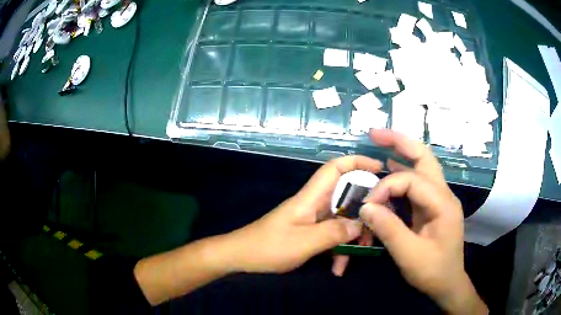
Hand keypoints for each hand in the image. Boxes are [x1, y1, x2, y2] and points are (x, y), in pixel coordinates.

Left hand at [226, 156, 381, 273]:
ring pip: (341, 221)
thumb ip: (334, 233)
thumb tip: (361, 224)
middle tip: (375, 231)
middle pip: (346, 197)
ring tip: (351, 260)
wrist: (241, 257)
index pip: (335, 168)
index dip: (357, 162)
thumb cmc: (268, 247)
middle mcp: (314, 204)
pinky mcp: (309, 233)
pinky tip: (337, 269)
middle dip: (363, 213)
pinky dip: (337, 250)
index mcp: (310, 197)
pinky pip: (331, 236)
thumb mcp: (304, 242)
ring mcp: (312, 220)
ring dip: (350, 239)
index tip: (379, 169)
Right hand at [358, 129, 486, 313]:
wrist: (447, 284)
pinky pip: (417, 182)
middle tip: (375, 134)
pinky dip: (402, 172)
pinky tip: (389, 168)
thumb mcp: (409, 255)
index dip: (386, 187)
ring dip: (401, 152)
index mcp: (443, 204)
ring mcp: (439, 199)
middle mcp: (443, 195)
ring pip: (422, 166)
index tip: (367, 206)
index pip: (412, 181)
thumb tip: (366, 206)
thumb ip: (389, 229)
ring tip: (380, 143)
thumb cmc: (433, 271)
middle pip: (424, 157)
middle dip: (400, 142)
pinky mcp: (432, 207)